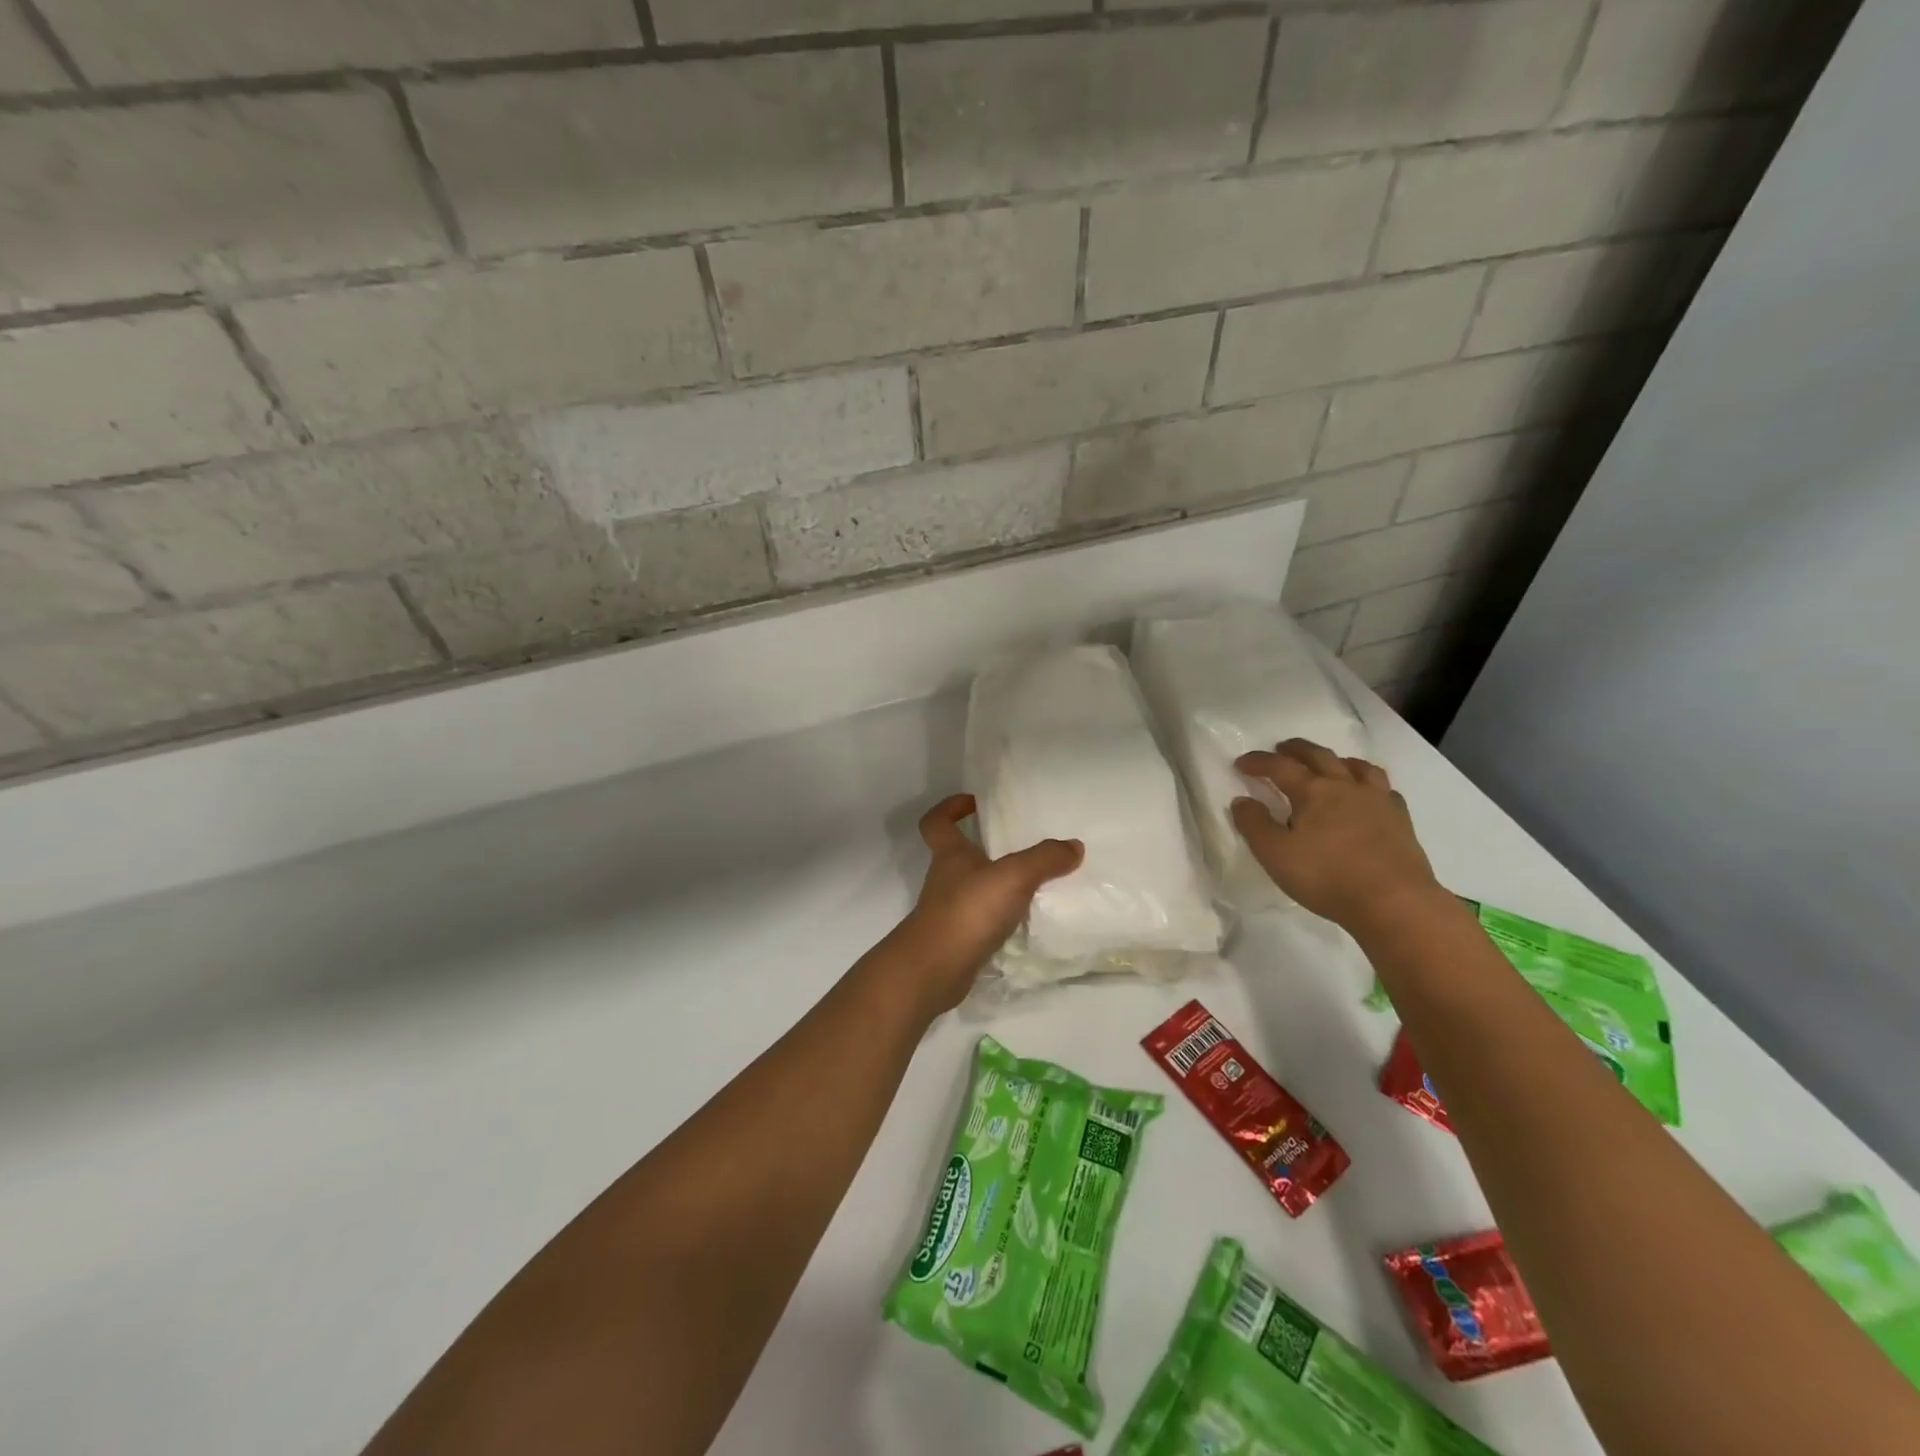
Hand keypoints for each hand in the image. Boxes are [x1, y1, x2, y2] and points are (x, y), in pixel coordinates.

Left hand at [888, 794, 1082, 1012]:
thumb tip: (1074, 846)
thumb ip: (1045, 859)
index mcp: (950, 855)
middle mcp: (945, 879)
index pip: (937, 822)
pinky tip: (1026, 920)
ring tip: (1032, 882)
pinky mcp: (958, 939)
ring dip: (995, 883)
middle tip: (1019, 843)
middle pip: (957, 854)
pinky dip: (1000, 916)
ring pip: (972, 888)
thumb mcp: (1013, 877)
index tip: (974, 802)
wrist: (934, 970)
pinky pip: (981, 919)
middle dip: (982, 846)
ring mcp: (949, 911)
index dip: (950, 808)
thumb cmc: (967, 911)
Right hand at [1231, 739, 1442, 933]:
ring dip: (1337, 760)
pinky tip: (1367, 795)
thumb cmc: (1327, 877)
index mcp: (1312, 792)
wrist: (1394, 901)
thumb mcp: (1275, 854)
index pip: (1279, 767)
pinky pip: (1384, 789)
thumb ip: (1254, 825)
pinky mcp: (1400, 819)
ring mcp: (1377, 800)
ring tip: (1329, 764)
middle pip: (1319, 755)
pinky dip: (1369, 784)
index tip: (1240, 763)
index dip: (1258, 762)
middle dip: (1296, 749)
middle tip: (1281, 749)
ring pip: (1357, 766)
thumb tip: (1241, 801)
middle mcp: (1345, 786)